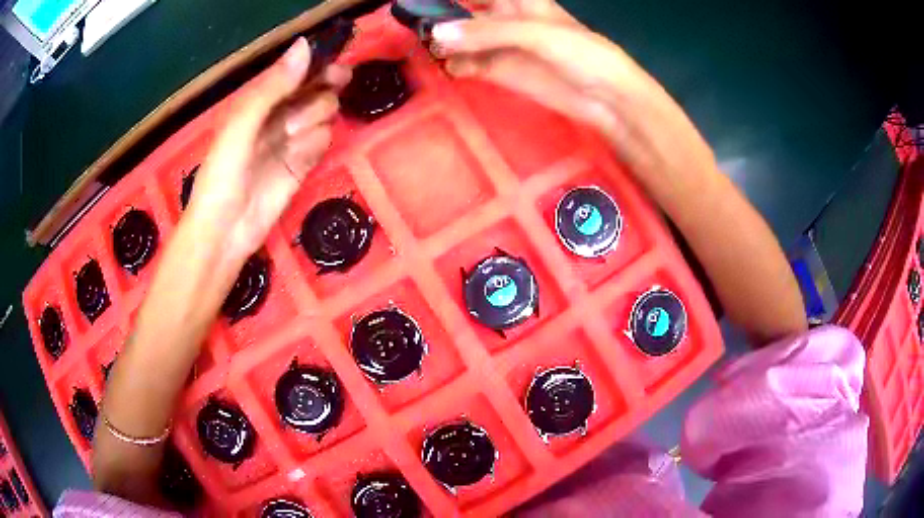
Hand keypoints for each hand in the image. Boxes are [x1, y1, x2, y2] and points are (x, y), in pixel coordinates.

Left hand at [185, 37, 351, 259]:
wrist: (224, 231)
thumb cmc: (223, 174)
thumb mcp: (241, 125)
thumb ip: (272, 87)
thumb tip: (305, 45)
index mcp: (260, 100)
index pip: (297, 71)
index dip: (318, 65)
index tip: (336, 68)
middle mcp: (278, 115)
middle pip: (317, 90)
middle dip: (321, 95)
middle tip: (324, 96)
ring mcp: (292, 140)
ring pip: (324, 115)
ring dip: (314, 122)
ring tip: (291, 139)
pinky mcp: (302, 164)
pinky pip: (323, 142)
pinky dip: (316, 146)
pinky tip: (299, 158)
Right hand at [431, 0, 658, 149]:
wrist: (606, 97)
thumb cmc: (580, 52)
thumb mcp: (535, 33)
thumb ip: (487, 32)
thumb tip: (436, 35)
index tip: (418, 1)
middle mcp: (503, 17)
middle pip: (463, 11)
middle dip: (439, 16)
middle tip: (412, 25)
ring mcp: (500, 45)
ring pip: (460, 38)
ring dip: (441, 43)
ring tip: (423, 50)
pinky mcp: (499, 71)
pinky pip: (467, 64)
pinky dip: (453, 66)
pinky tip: (447, 70)